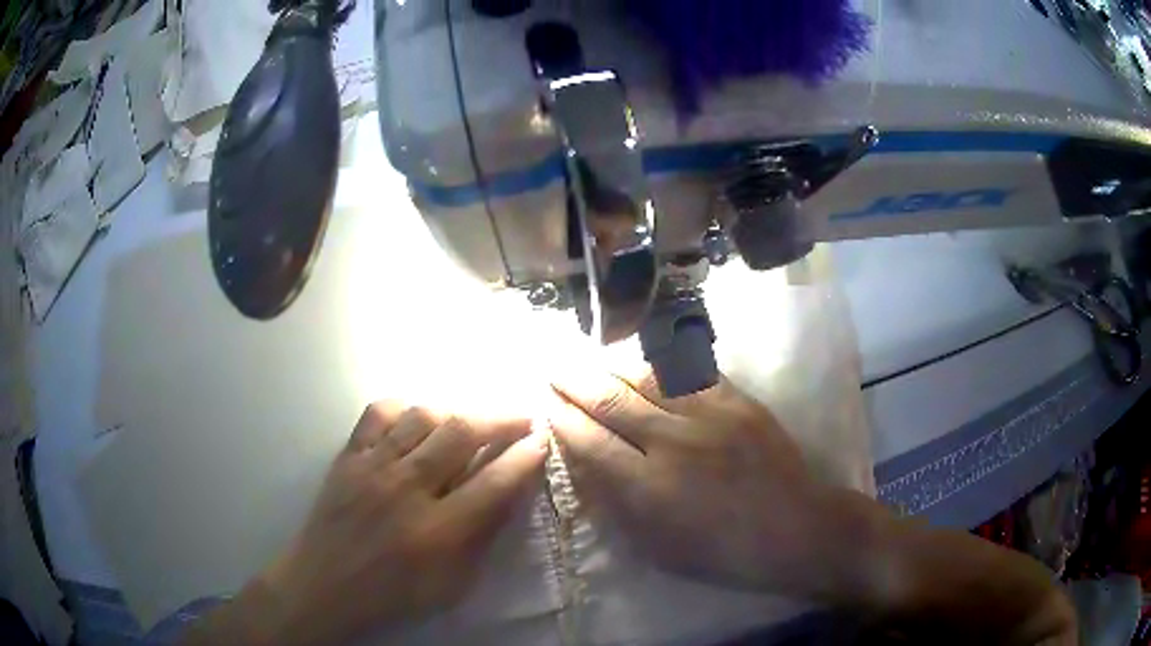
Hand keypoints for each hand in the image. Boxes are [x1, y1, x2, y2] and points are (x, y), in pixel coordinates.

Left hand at [184, 402, 547, 645]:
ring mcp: (372, 467)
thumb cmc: (394, 594)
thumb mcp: (452, 586)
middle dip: (500, 419)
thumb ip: (482, 538)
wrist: (325, 586)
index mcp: (438, 531)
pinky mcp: (347, 456)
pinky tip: (414, 423)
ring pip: (422, 415)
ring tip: (468, 424)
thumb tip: (509, 493)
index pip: (494, 482)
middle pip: (461, 432)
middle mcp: (406, 489)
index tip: (541, 440)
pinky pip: (378, 413)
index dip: (525, 457)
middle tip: (519, 418)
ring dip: (455, 414)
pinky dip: (404, 410)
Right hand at [549, 370, 1078, 644]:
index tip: (542, 403)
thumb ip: (619, 507)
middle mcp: (672, 443)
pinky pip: (690, 373)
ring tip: (589, 357)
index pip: (589, 442)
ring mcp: (709, 416)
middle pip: (610, 401)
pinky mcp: (739, 402)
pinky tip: (645, 359)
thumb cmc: (726, 554)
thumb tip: (588, 468)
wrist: (800, 530)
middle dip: (574, 381)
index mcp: (648, 489)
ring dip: (612, 367)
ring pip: (647, 378)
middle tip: (550, 364)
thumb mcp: (660, 549)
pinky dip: (660, 365)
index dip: (561, 419)